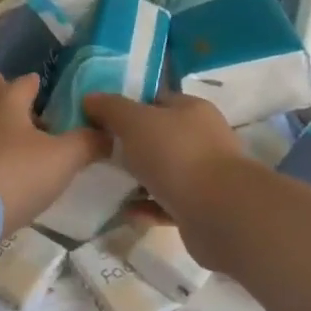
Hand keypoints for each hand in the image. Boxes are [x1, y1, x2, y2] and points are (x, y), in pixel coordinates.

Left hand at [0, 74, 107, 233]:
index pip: (28, 82)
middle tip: (52, 132)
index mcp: (7, 100)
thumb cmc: (16, 174)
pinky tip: (7, 179)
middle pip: (6, 105)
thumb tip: (107, 133)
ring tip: (32, 158)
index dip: (47, 87)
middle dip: (27, 115)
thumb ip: (88, 142)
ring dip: (9, 141)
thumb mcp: (64, 158)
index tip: (63, 99)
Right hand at [82, 92, 244, 226]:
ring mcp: (205, 175)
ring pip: (164, 172)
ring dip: (138, 179)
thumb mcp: (135, 122)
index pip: (156, 100)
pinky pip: (167, 204)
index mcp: (191, 110)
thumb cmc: (176, 155)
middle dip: (131, 145)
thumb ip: (111, 109)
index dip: (128, 106)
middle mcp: (202, 138)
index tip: (100, 119)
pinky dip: (148, 207)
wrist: (220, 213)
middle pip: (160, 137)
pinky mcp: (202, 208)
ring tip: (109, 184)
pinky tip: (127, 212)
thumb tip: (90, 98)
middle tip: (100, 154)